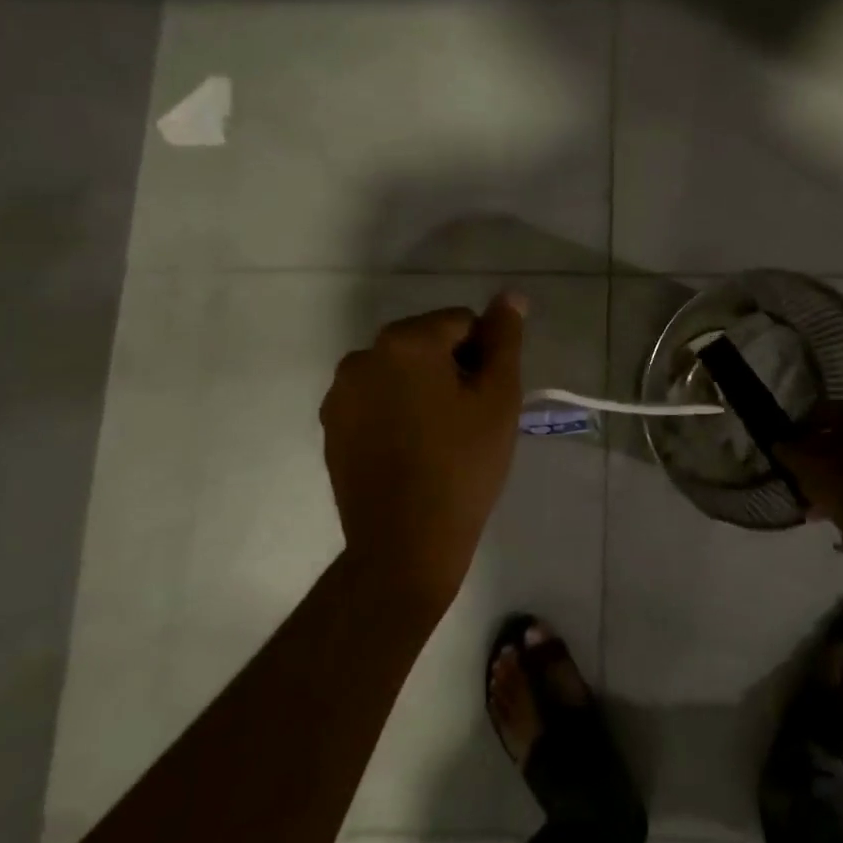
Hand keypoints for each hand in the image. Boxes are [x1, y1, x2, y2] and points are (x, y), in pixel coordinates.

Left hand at [318, 292, 527, 611]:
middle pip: (426, 342)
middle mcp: (363, 355)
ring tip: (441, 436)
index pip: (462, 322)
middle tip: (470, 419)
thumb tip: (511, 296)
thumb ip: (504, 339)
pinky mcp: (331, 426)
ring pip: (400, 370)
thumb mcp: (498, 398)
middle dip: (452, 368)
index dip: (484, 356)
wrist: (405, 545)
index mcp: (405, 341)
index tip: (488, 399)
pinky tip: (411, 449)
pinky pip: (375, 398)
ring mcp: (340, 393)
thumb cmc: (463, 466)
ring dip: (423, 387)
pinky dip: (396, 410)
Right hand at [775, 401, 842, 523]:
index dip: (806, 427)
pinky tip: (835, 510)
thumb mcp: (800, 458)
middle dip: (827, 455)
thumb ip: (788, 449)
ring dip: (841, 478)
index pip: (827, 411)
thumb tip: (780, 445)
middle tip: (808, 470)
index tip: (793, 443)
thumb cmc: (835, 471)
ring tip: (818, 498)